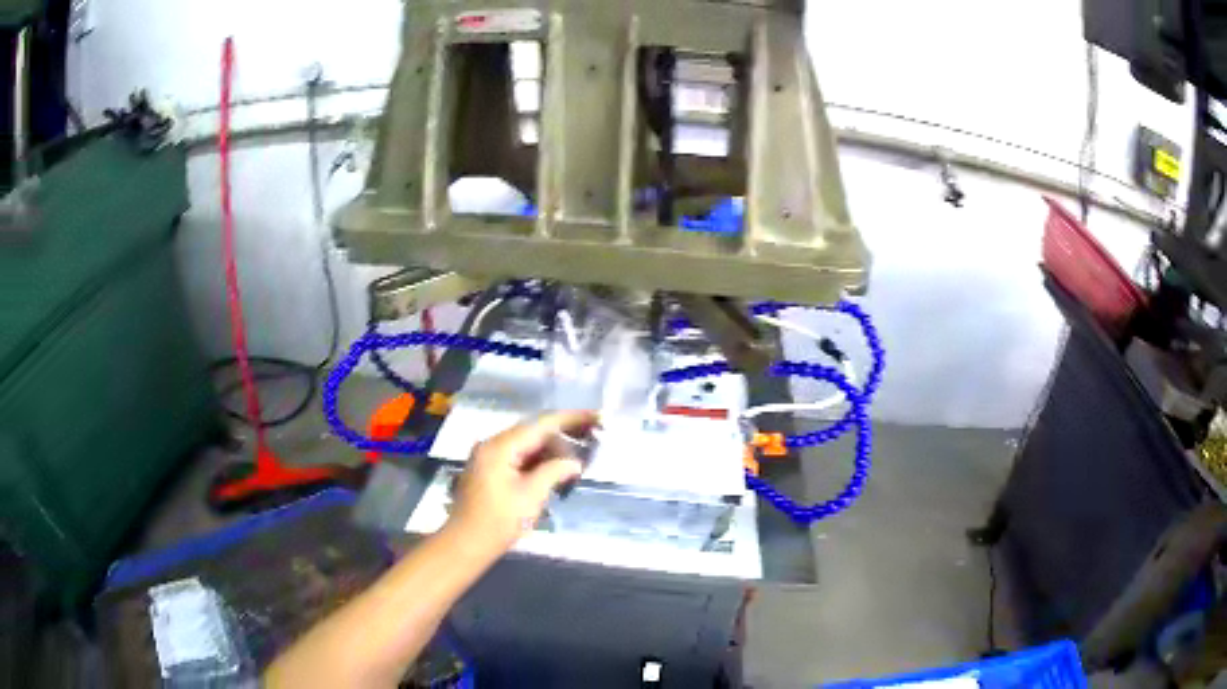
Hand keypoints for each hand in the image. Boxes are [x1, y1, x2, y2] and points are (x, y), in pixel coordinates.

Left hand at [447, 410, 597, 556]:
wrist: (466, 544)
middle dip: (564, 432)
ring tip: (582, 449)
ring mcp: (490, 457)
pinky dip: (540, 459)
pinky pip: (519, 457)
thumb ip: (554, 472)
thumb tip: (574, 463)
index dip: (572, 419)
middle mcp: (493, 445)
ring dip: (553, 447)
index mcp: (500, 446)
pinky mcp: (491, 471)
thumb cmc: (498, 521)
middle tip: (594, 434)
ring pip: (527, 444)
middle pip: (534, 431)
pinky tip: (559, 465)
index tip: (597, 416)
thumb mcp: (531, 496)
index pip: (541, 424)